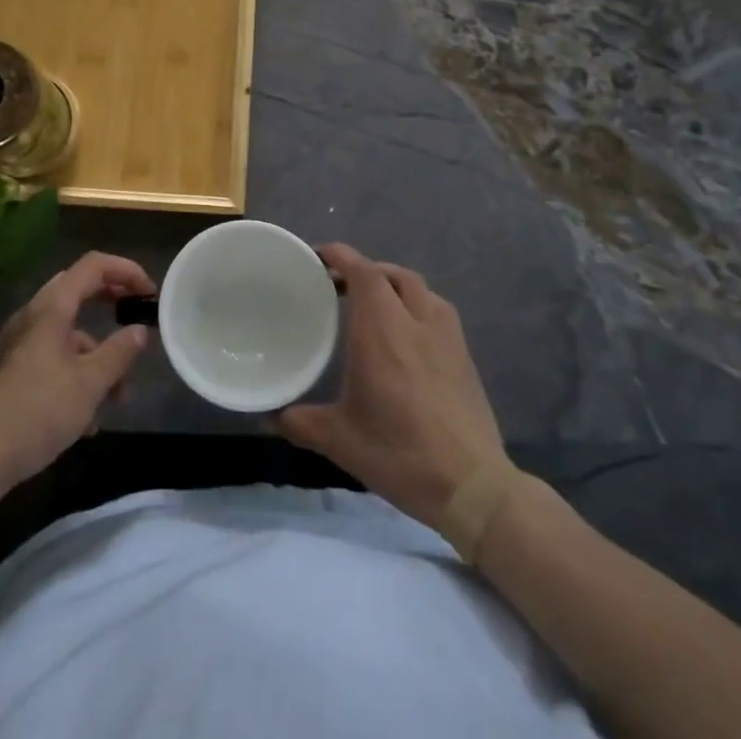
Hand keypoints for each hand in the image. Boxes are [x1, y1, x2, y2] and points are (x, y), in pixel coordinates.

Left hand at [0, 252, 155, 491]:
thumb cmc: (38, 411)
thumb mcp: (90, 384)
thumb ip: (119, 352)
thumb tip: (140, 330)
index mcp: (51, 308)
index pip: (93, 265)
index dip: (126, 270)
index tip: (150, 293)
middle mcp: (33, 316)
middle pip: (79, 291)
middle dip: (111, 303)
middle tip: (136, 318)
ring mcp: (19, 343)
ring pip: (68, 332)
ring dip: (96, 354)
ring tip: (117, 396)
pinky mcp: (12, 370)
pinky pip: (52, 357)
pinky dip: (76, 373)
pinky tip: (86, 420)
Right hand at [273, 242, 504, 526]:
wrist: (471, 485)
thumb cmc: (399, 453)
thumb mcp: (340, 440)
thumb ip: (301, 422)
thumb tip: (269, 417)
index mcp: (381, 330)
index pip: (362, 272)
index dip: (341, 256)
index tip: (320, 256)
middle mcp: (414, 320)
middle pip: (390, 274)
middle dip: (364, 270)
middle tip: (340, 285)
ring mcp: (445, 335)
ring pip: (418, 287)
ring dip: (393, 283)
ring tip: (375, 302)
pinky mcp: (464, 354)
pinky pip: (437, 309)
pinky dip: (417, 304)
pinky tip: (409, 332)